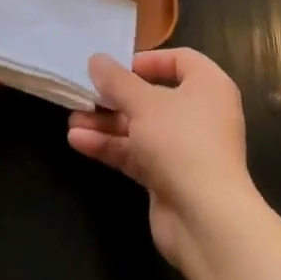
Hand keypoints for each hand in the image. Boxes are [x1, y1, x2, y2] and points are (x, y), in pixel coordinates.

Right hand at [67, 48, 257, 270]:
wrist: (206, 220)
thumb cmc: (181, 142)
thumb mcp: (143, 103)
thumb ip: (116, 81)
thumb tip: (96, 59)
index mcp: (208, 87)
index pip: (180, 60)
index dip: (147, 60)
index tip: (116, 67)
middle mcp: (200, 114)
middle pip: (153, 97)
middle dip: (115, 97)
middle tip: (84, 94)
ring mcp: (185, 149)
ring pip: (141, 127)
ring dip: (107, 124)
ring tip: (73, 121)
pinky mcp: (170, 178)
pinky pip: (138, 154)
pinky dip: (111, 147)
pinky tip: (79, 142)